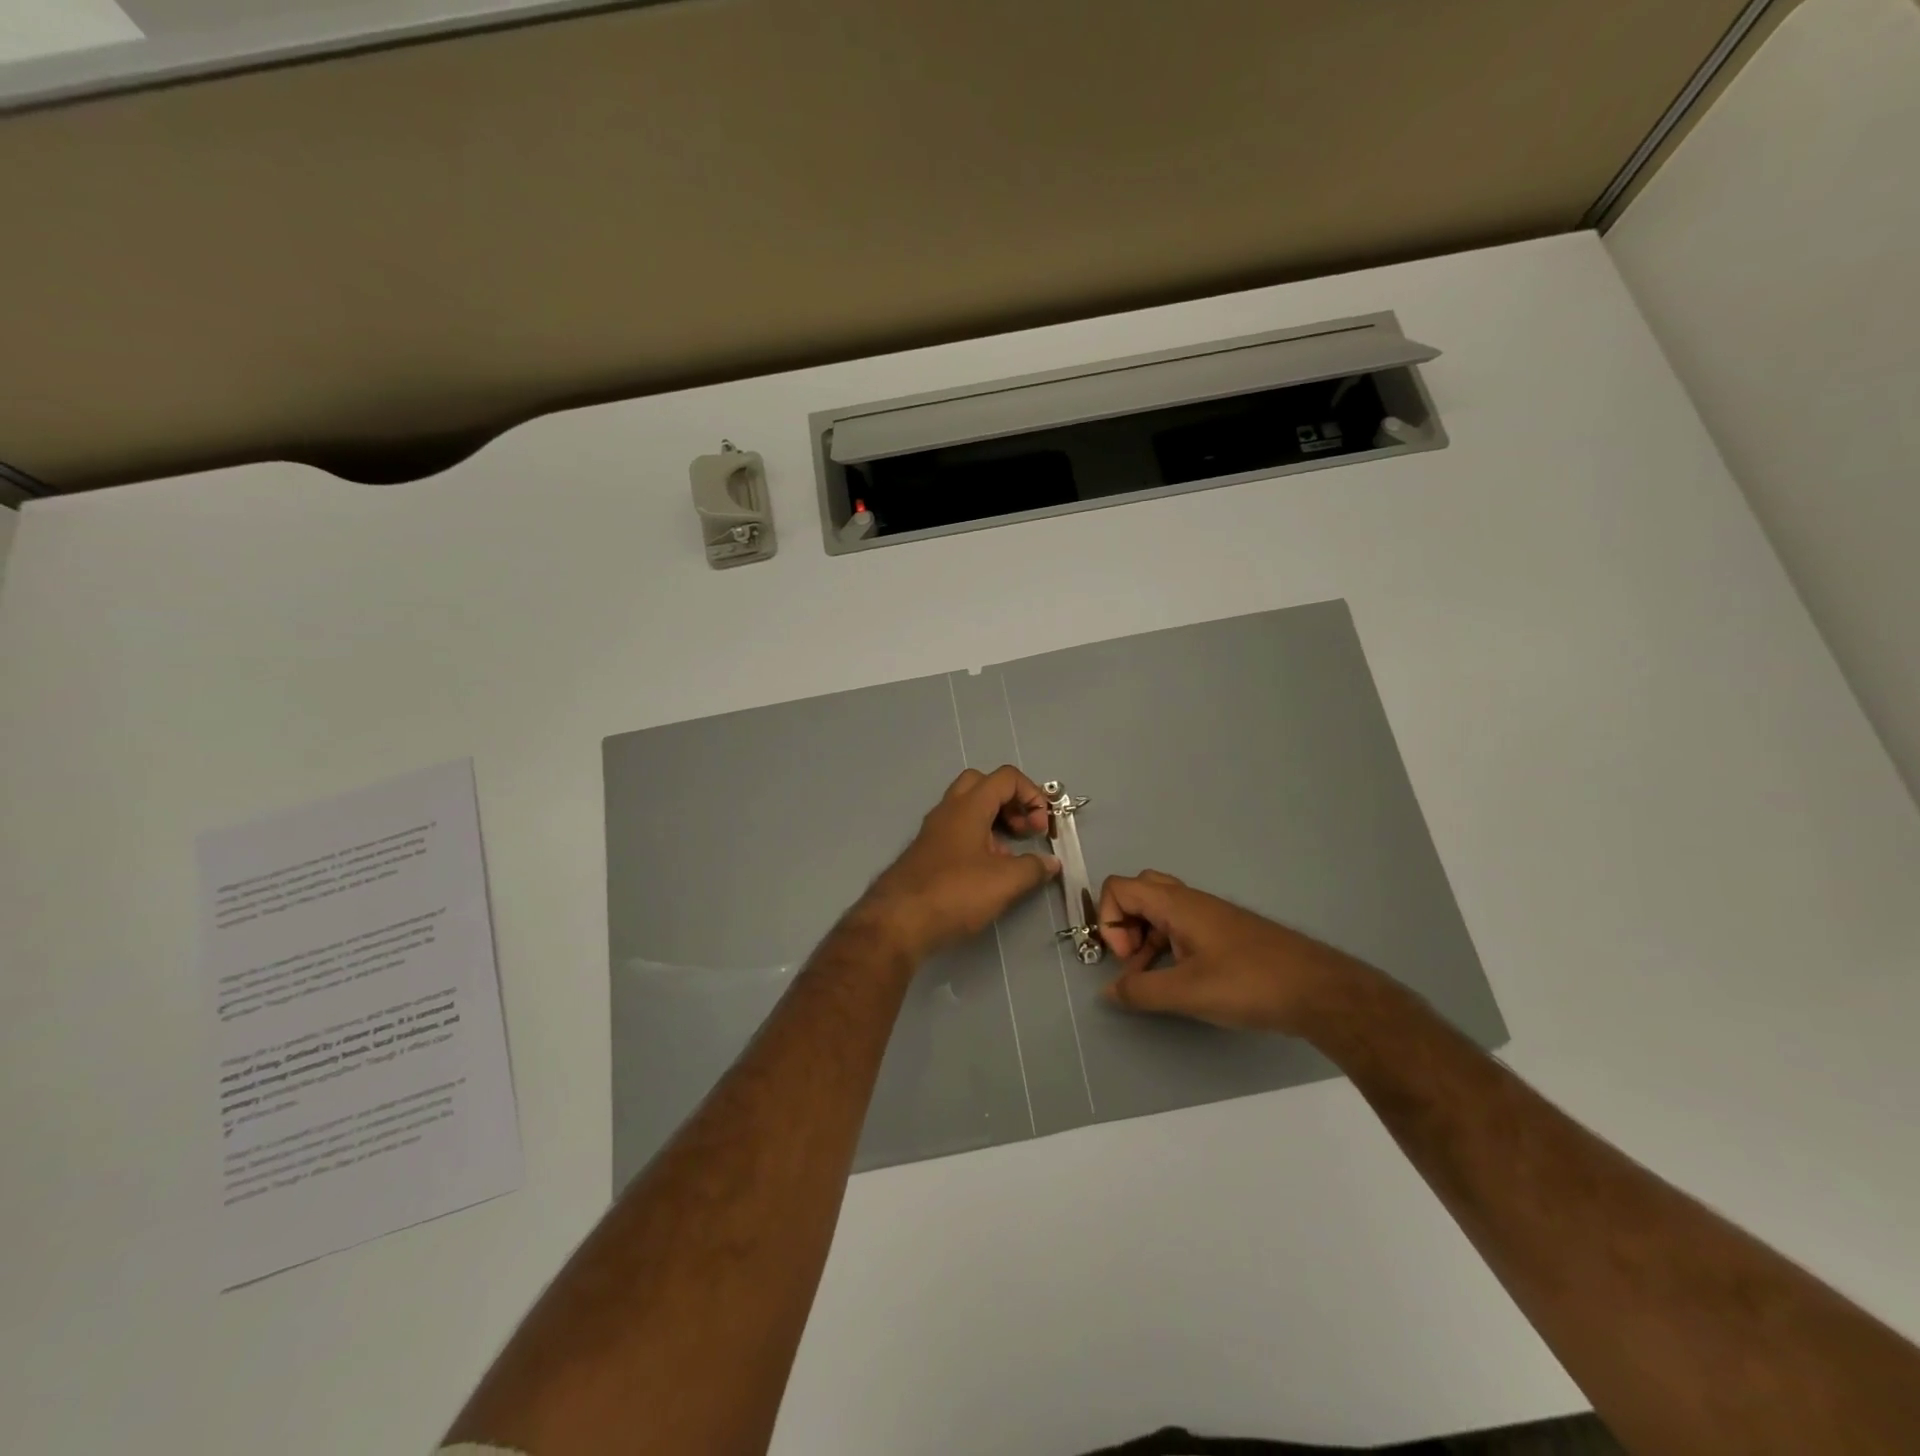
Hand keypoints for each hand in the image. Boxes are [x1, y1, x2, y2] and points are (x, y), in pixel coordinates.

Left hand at [861, 766, 1059, 958]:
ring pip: (969, 808)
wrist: (899, 921)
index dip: (1032, 795)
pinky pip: (958, 831)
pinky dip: (979, 839)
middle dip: (1011, 802)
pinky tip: (988, 870)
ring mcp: (934, 830)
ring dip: (996, 822)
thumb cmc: (955, 893)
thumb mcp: (1005, 882)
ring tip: (1011, 855)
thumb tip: (1051, 863)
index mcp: (969, 806)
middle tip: (1025, 830)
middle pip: (984, 784)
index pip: (1006, 778)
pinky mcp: (927, 852)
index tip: (1042, 827)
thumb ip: (1033, 868)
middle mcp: (949, 810)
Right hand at [1097, 870, 1363, 1036]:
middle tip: (1134, 960)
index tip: (1127, 960)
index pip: (1119, 888)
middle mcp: (1190, 901)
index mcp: (1176, 904)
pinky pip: (1181, 926)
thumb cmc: (1248, 984)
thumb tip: (1109, 991)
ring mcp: (1210, 915)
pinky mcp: (1225, 932)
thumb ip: (1141, 991)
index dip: (1109, 921)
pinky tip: (1181, 980)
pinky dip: (1167, 945)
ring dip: (1145, 938)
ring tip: (1153, 979)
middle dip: (1124, 924)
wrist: (1318, 990)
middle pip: (1138, 892)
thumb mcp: (1187, 993)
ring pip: (1160, 911)